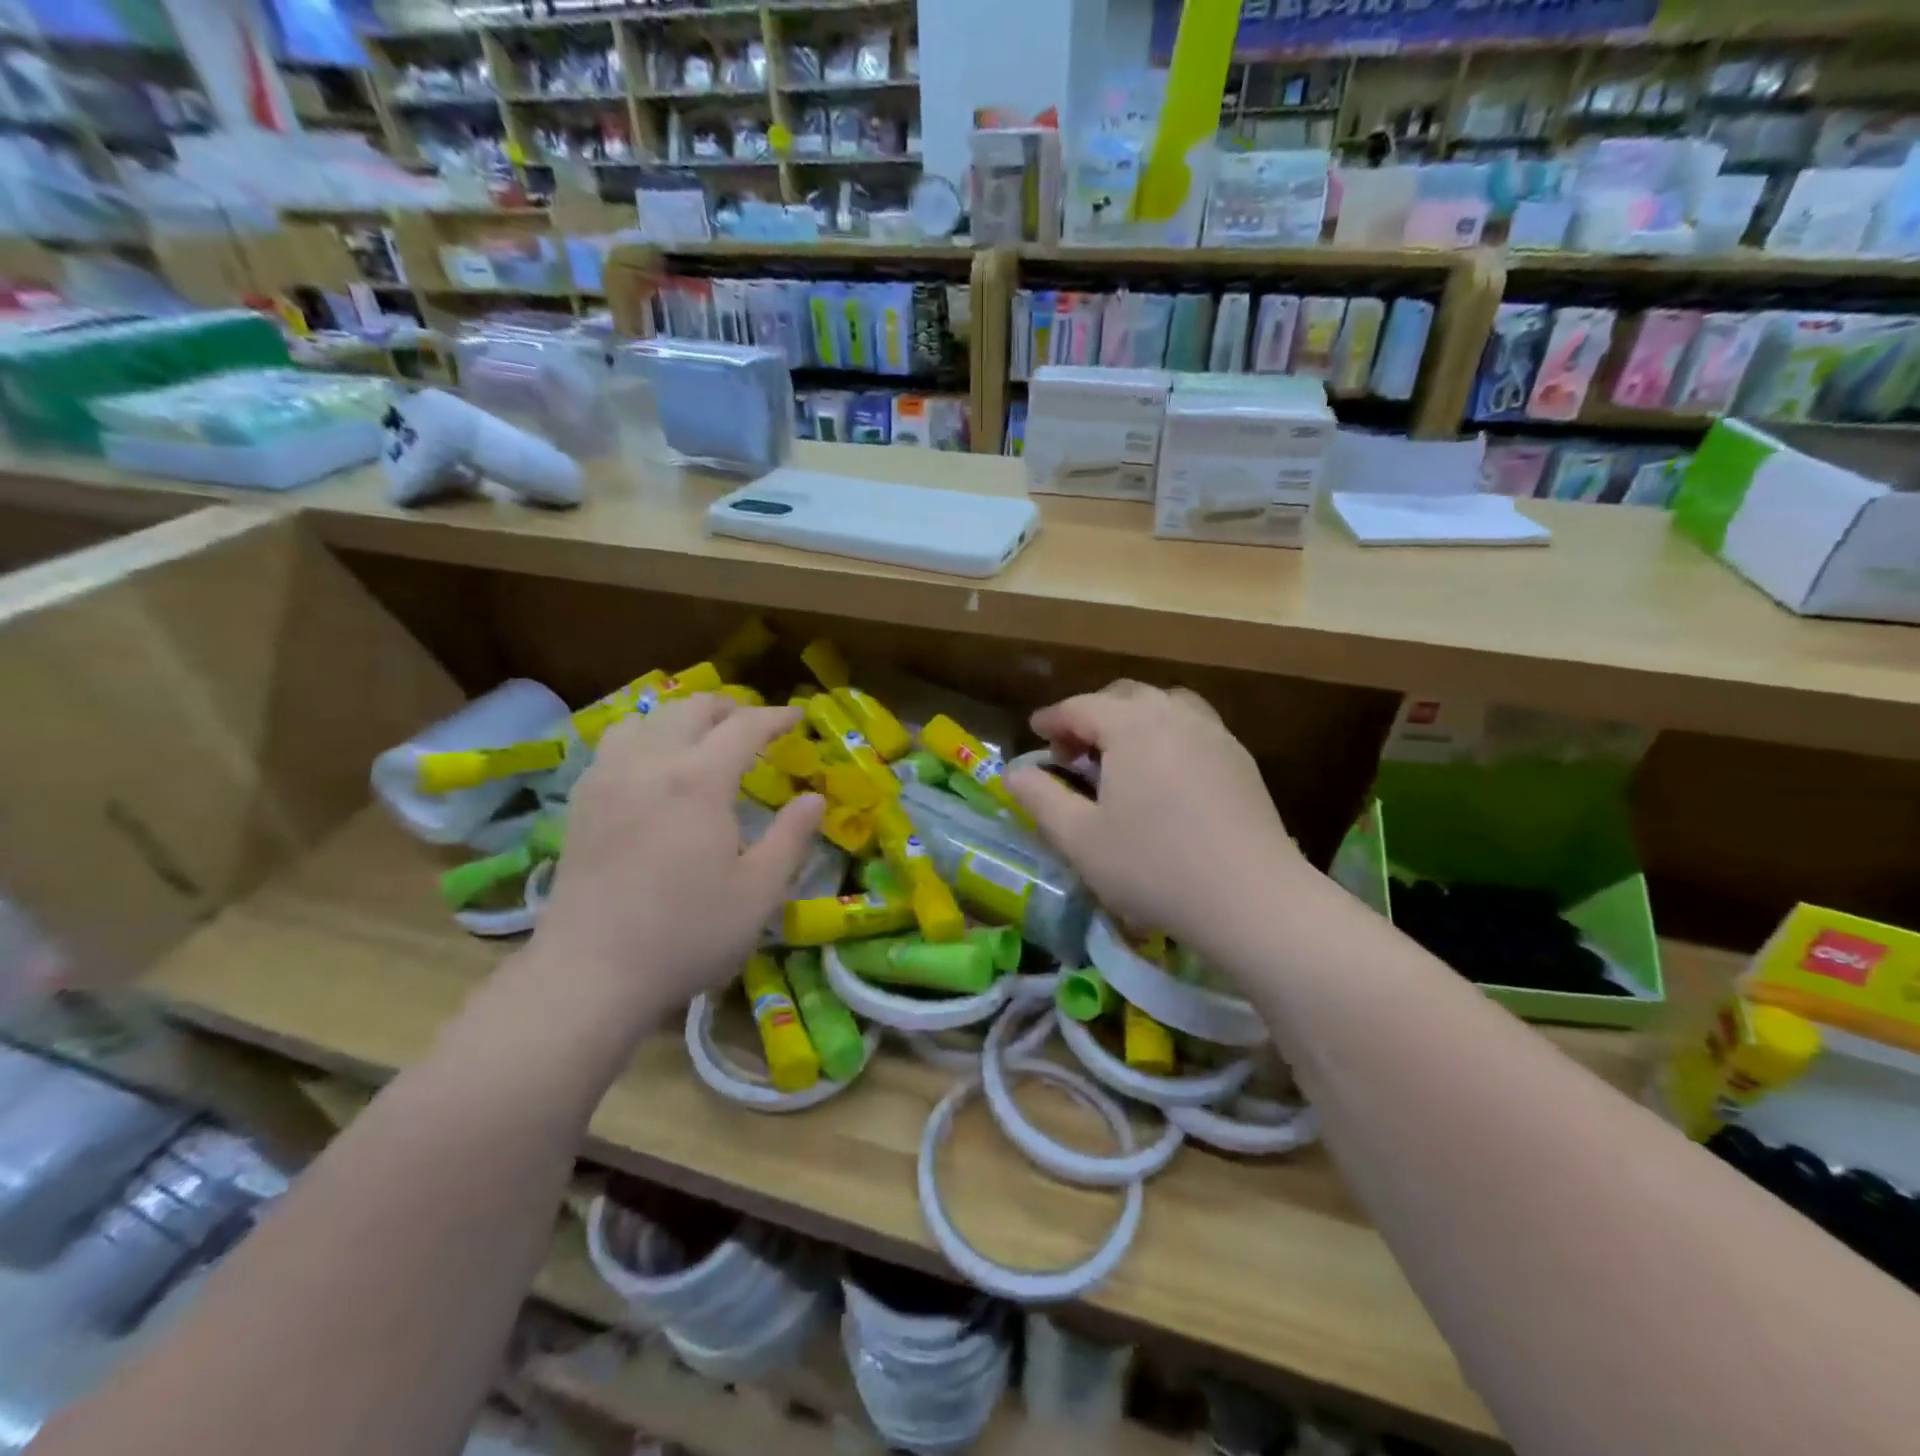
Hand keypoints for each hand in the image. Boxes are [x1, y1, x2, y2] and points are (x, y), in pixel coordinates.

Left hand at [522, 696, 823, 1039]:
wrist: (591, 974)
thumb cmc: (687, 934)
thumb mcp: (759, 892)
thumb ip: (792, 837)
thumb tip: (815, 797)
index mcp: (699, 781)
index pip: (744, 726)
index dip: (775, 717)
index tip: (797, 716)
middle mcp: (649, 764)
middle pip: (690, 709)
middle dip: (728, 707)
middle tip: (754, 724)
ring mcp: (607, 780)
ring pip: (646, 719)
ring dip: (682, 717)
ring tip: (702, 737)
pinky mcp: (581, 803)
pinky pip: (613, 744)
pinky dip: (644, 736)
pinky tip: (652, 766)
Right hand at [1007, 682, 1310, 956]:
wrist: (1253, 899)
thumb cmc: (1154, 867)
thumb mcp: (1080, 839)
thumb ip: (1040, 799)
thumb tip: (1013, 773)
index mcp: (1132, 726)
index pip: (1080, 707)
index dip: (1052, 719)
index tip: (1035, 733)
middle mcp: (1174, 715)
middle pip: (1124, 696)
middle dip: (1091, 715)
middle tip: (1073, 751)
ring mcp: (1214, 734)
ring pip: (1164, 705)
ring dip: (1133, 719)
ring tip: (1120, 755)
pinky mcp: (1241, 759)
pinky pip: (1194, 726)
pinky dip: (1167, 733)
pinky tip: (1164, 774)